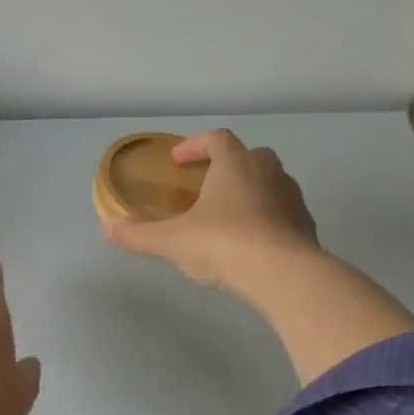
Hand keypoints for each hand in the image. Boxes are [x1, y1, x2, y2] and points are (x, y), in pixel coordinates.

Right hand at [103, 129, 413, 383]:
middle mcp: (268, 172)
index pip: (217, 138)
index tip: (178, 160)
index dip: (195, 145)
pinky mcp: (306, 225)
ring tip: (227, 217)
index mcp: (235, 164)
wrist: (286, 276)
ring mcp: (292, 198)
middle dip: (227, 166)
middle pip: (249, 156)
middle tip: (206, 186)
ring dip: (249, 191)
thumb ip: (139, 235)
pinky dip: (267, 218)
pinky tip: (251, 243)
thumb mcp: (172, 242)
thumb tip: (107, 229)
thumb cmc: (224, 245)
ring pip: (270, 182)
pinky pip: (283, 212)